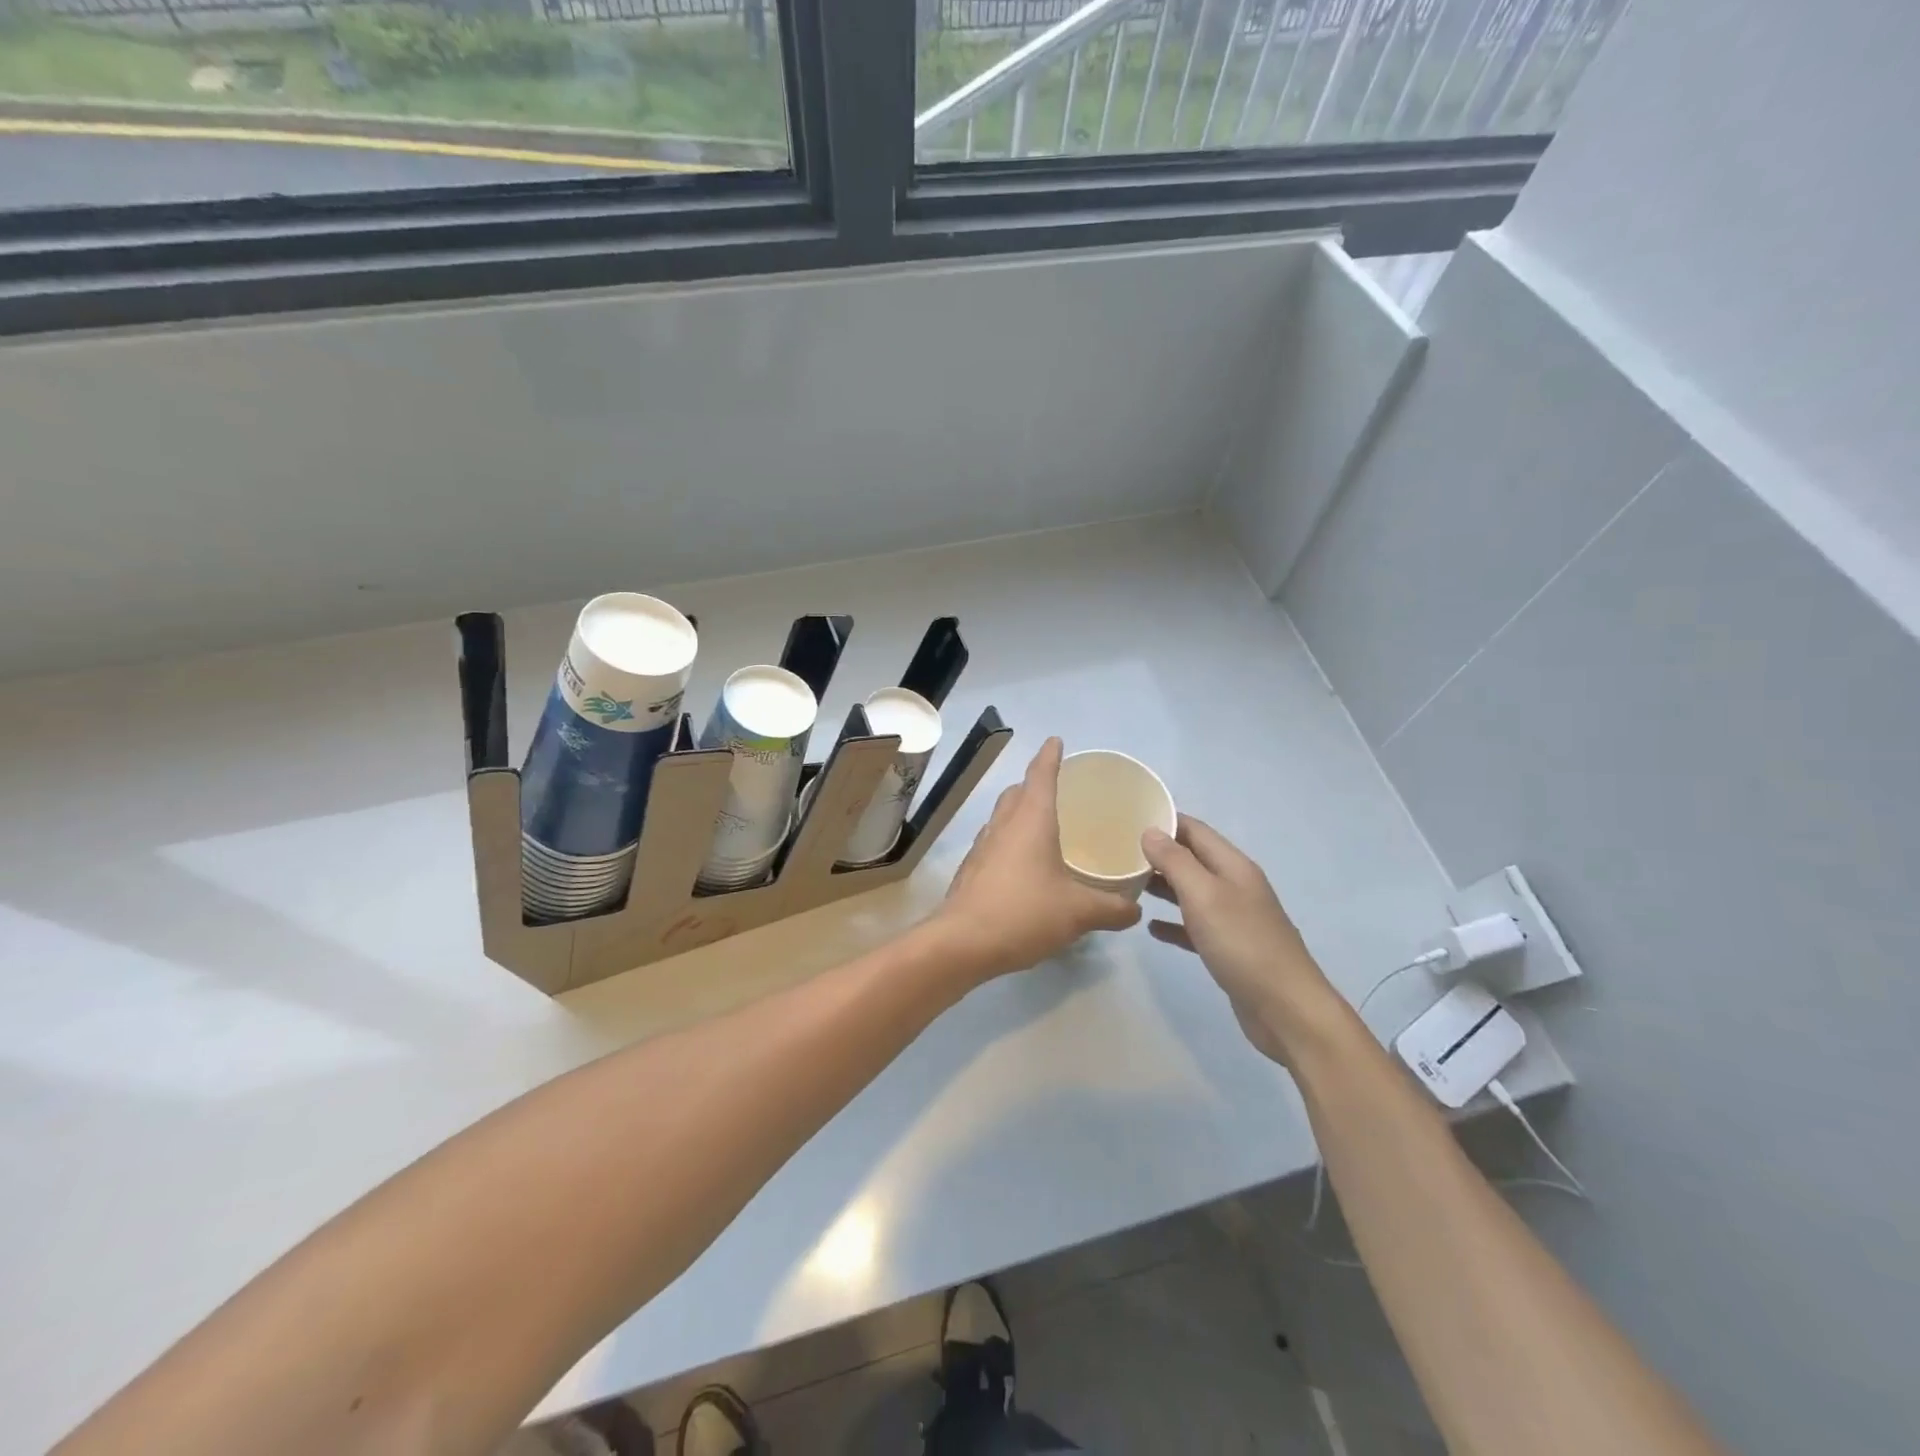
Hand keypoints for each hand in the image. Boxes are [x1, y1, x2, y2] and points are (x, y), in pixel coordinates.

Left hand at [936, 737, 1141, 979]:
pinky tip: (1022, 866)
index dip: (1050, 756)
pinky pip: (994, 843)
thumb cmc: (1024, 913)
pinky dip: (1009, 841)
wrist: (962, 943)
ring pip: (1002, 817)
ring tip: (1041, 826)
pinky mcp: (971, 870)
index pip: (1041, 775)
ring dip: (1019, 813)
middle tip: (1056, 789)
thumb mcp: (1078, 912)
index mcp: (1031, 820)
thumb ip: (1111, 909)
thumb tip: (1135, 908)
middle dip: (1034, 784)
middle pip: (1017, 792)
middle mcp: (1004, 825)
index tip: (1055, 740)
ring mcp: (982, 847)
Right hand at [1141, 816, 1340, 1063]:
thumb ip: (1176, 861)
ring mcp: (1233, 918)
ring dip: (1162, 886)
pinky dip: (1173, 923)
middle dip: (1157, 853)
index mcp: (1232, 866)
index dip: (1163, 820)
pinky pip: (1194, 926)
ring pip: (1191, 892)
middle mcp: (1234, 886)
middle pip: (1191, 859)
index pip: (1194, 829)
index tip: (1126, 818)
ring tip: (1126, 884)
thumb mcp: (1204, 895)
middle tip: (1117, 853)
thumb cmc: (1243, 944)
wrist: (1286, 1010)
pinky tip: (1150, 927)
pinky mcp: (1228, 948)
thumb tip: (1150, 831)